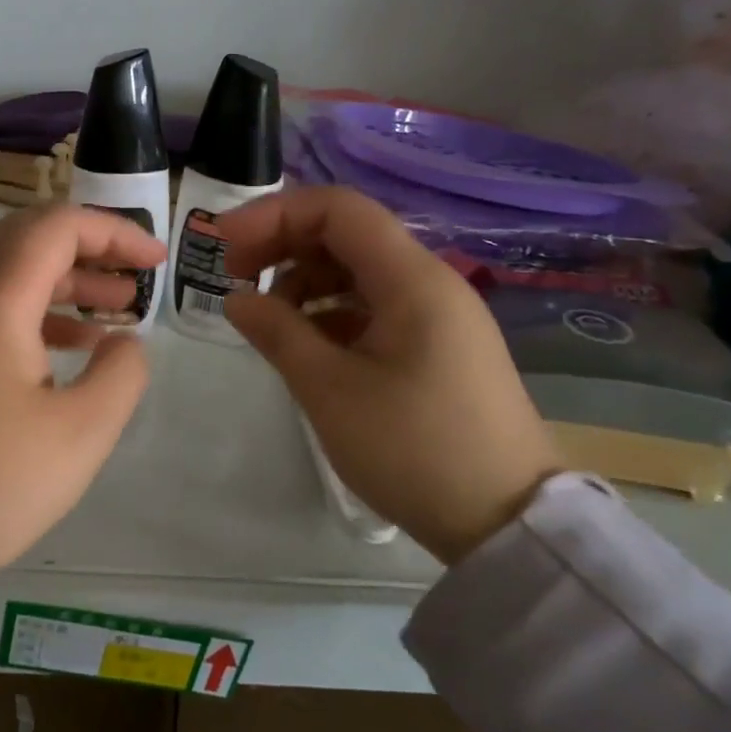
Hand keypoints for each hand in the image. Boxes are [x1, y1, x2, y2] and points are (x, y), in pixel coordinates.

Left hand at [0, 204, 164, 606]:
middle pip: (24, 238)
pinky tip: (70, 350)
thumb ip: (121, 373)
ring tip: (115, 310)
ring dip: (63, 280)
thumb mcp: (81, 433)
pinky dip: (35, 313)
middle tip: (135, 275)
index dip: (113, 232)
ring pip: (5, 274)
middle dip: (88, 246)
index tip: (157, 261)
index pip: (55, 228)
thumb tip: (123, 343)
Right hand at [219, 186, 559, 563]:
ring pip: (361, 273)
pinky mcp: (439, 349)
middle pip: (348, 235)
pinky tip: (308, 347)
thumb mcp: (329, 390)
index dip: (274, 215)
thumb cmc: (412, 449)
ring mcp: (439, 316)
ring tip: (269, 322)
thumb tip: (237, 299)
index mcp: (411, 279)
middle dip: (285, 246)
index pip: (337, 210)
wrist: (505, 522)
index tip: (225, 248)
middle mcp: (430, 283)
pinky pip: (377, 308)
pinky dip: (333, 314)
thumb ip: (277, 332)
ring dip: (307, 283)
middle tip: (235, 280)